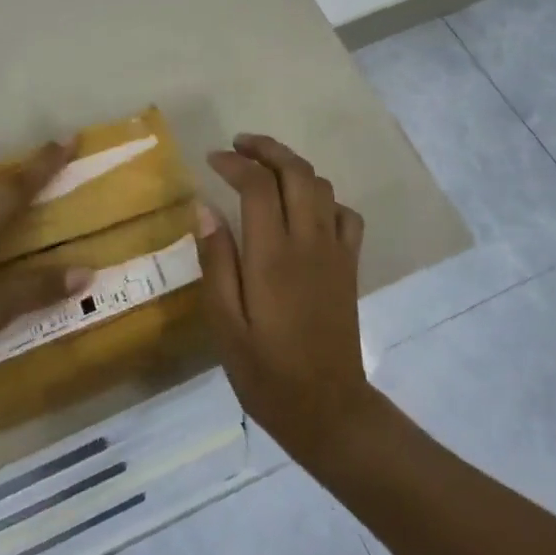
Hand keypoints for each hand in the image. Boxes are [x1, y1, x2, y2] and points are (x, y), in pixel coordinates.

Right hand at [197, 133, 380, 467]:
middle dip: (267, 148)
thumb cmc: (266, 372)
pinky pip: (344, 213)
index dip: (234, 163)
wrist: (328, 409)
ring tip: (265, 168)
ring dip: (292, 166)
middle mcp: (309, 241)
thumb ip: (216, 262)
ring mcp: (335, 251)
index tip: (211, 159)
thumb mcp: (225, 324)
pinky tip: (304, 209)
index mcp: (273, 255)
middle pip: (296, 171)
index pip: (258, 185)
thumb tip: (205, 208)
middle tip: (238, 145)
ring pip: (321, 185)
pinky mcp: (350, 264)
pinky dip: (322, 198)